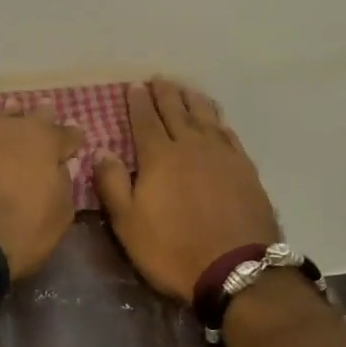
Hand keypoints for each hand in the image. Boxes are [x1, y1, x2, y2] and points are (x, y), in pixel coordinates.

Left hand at [0, 98, 81, 280]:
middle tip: (47, 119)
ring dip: (11, 121)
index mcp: (47, 141)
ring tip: (13, 121)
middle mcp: (15, 128)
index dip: (73, 139)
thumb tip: (60, 169)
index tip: (75, 143)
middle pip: (35, 116)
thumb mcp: (60, 215)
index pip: (68, 133)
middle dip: (43, 119)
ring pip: (2, 119)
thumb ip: (64, 184)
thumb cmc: (21, 228)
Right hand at [94, 78, 280, 303]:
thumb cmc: (173, 249)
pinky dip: (218, 121)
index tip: (134, 86)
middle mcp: (190, 145)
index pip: (145, 120)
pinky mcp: (244, 167)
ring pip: (204, 116)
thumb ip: (112, 184)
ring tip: (185, 89)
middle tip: (159, 79)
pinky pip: (228, 133)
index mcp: (159, 156)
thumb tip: (101, 150)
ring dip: (192, 99)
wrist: (236, 268)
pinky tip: (216, 119)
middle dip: (165, 93)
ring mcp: (220, 154)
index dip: (138, 101)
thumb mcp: (128, 223)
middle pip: (175, 110)